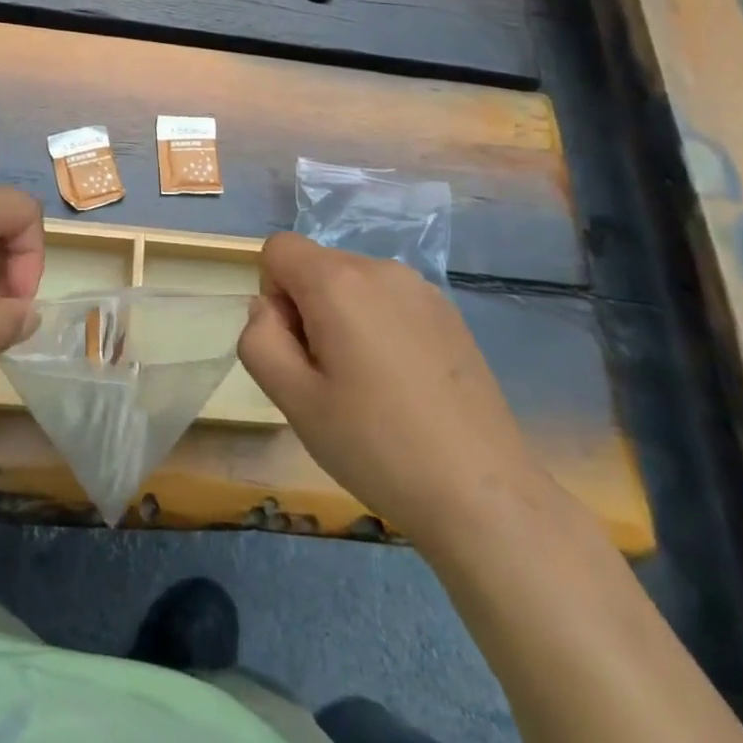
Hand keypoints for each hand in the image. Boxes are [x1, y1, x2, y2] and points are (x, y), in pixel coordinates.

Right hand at [239, 232, 543, 540]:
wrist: (483, 494)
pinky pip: (389, 301)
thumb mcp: (294, 401)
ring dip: (342, 319)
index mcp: (338, 282)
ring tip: (367, 386)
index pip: (278, 248)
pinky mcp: (449, 314)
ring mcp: (422, 289)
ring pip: (353, 284)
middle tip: (328, 379)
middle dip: (307, 309)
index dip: (272, 293)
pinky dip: (378, 327)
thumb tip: (268, 309)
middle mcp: (381, 269)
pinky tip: (402, 386)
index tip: (295, 348)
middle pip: (317, 266)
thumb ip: (260, 340)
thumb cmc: (375, 446)